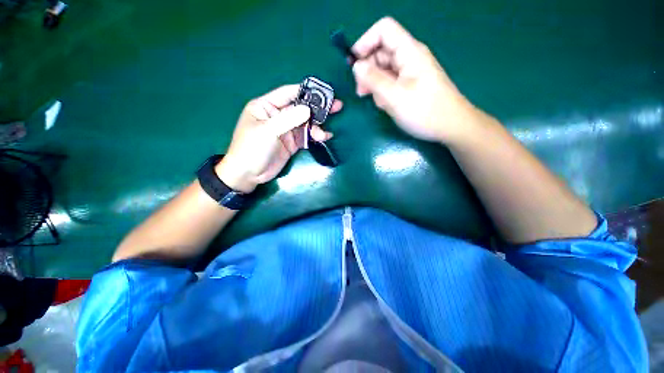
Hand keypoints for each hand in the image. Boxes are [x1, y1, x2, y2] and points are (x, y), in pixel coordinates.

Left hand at [215, 85, 342, 192]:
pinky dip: (315, 136)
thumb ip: (288, 119)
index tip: (322, 91)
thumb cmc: (251, 148)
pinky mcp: (292, 143)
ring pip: (305, 124)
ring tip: (326, 132)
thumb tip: (308, 110)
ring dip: (317, 126)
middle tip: (336, 105)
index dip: (304, 91)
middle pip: (300, 108)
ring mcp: (286, 130)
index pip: (287, 94)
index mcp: (266, 106)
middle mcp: (277, 116)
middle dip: (317, 108)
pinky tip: (324, 137)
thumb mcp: (268, 131)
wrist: (249, 174)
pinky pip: (306, 137)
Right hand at [352, 17, 477, 143]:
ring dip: (375, 85)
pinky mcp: (410, 85)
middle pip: (381, 51)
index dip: (365, 42)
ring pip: (384, 70)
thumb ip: (373, 79)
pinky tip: (387, 105)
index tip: (353, 65)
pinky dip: (384, 92)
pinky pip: (391, 83)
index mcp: (409, 51)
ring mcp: (410, 72)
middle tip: (361, 92)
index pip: (383, 30)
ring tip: (379, 103)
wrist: (451, 127)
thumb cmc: (424, 111)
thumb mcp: (394, 96)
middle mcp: (409, 57)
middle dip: (367, 69)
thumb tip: (356, 66)